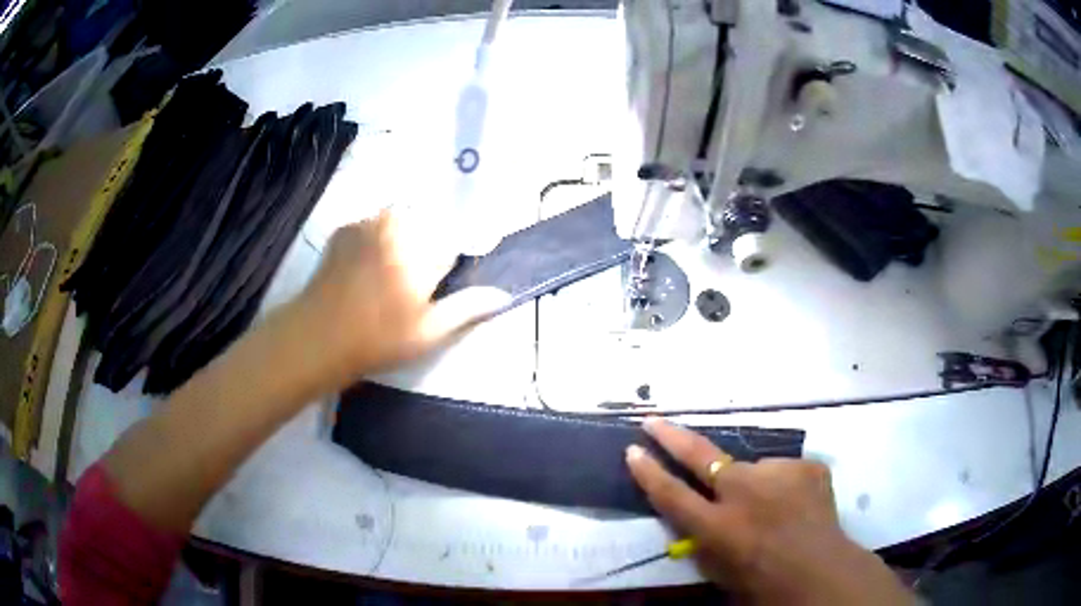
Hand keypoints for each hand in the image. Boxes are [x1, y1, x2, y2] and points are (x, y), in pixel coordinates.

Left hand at [294, 210, 509, 389]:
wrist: (317, 337)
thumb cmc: (377, 340)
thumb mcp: (428, 333)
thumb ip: (466, 308)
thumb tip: (503, 294)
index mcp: (423, 252)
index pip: (457, 238)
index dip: (457, 254)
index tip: (448, 273)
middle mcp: (398, 227)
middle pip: (429, 222)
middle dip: (430, 242)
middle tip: (417, 278)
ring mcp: (369, 224)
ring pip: (402, 217)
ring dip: (405, 234)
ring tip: (392, 269)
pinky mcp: (347, 228)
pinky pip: (375, 221)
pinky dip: (379, 234)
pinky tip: (369, 262)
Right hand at [627, 419, 913, 604]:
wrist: (822, 571)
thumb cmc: (764, 583)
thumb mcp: (719, 569)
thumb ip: (703, 538)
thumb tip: (696, 510)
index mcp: (719, 525)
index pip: (671, 493)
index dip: (648, 472)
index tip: (632, 449)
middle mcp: (745, 492)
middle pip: (701, 456)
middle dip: (672, 437)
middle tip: (653, 421)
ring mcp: (780, 474)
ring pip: (753, 469)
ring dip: (753, 485)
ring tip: (772, 509)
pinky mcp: (807, 467)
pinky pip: (784, 472)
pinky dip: (783, 486)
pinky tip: (796, 505)